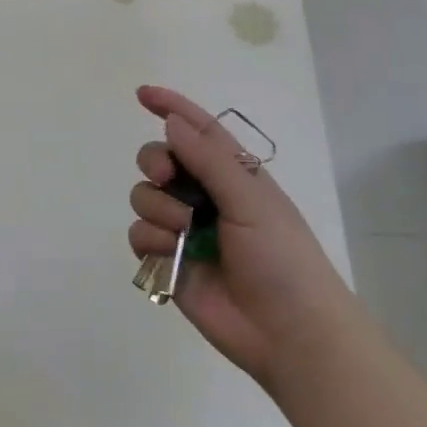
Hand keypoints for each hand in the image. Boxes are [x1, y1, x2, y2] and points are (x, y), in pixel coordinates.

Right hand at [127, 86, 346, 388]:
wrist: (288, 331)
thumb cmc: (282, 257)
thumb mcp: (251, 199)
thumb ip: (208, 159)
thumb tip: (172, 121)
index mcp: (232, 174)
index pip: (197, 129)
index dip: (171, 107)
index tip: (142, 94)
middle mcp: (203, 196)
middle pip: (158, 159)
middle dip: (155, 162)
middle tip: (167, 177)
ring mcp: (183, 229)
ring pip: (144, 197)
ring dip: (159, 209)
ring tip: (186, 233)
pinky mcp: (168, 261)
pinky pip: (138, 235)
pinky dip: (152, 241)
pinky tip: (175, 255)